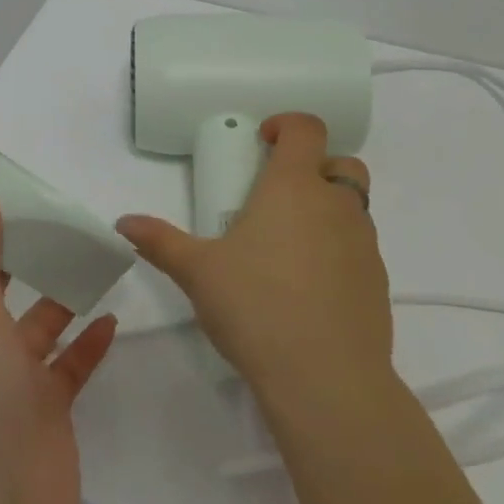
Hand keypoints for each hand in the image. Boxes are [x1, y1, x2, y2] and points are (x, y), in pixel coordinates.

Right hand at [117, 113, 391, 406]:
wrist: (327, 378)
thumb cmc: (256, 305)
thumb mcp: (198, 271)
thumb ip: (160, 241)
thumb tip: (124, 223)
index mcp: (295, 187)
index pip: (307, 128)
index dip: (287, 124)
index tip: (262, 142)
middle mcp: (337, 206)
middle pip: (342, 162)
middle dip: (315, 165)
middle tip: (279, 192)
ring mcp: (365, 245)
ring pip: (354, 207)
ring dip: (328, 209)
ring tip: (288, 244)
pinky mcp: (378, 283)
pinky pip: (360, 249)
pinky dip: (338, 250)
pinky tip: (308, 286)